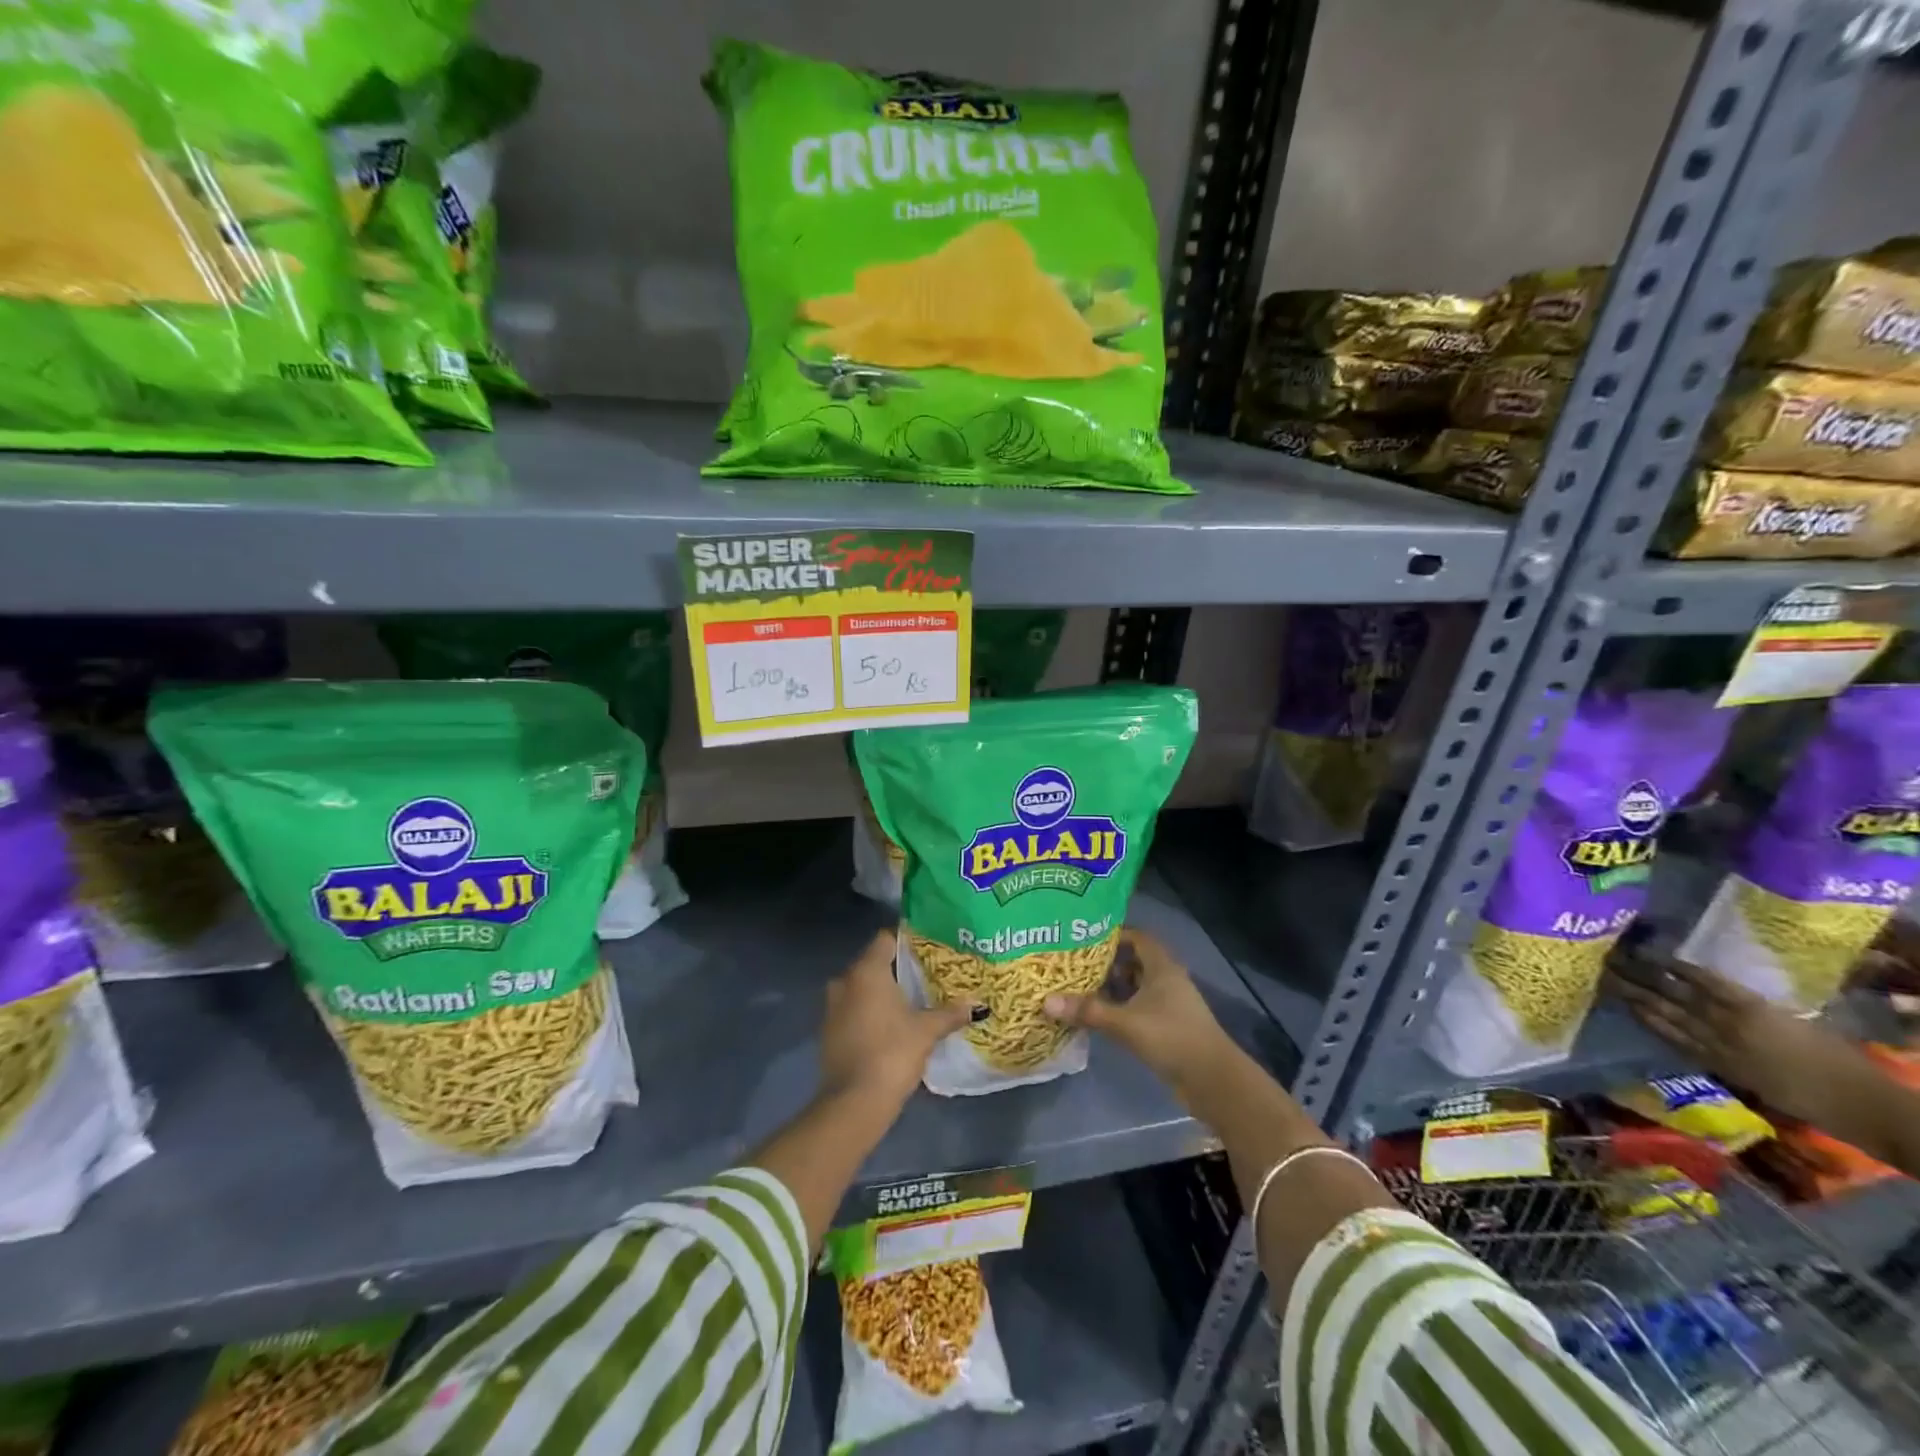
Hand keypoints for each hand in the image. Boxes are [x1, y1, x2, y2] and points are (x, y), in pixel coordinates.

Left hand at [819, 929, 972, 1111]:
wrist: (853, 1102)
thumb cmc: (892, 1053)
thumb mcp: (927, 1031)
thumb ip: (950, 1013)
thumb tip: (976, 1004)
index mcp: (867, 971)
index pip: (886, 939)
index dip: (907, 940)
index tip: (928, 949)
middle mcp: (845, 981)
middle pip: (873, 963)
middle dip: (898, 969)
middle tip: (926, 976)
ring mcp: (832, 1007)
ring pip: (862, 988)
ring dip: (882, 993)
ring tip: (912, 1001)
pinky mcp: (829, 1031)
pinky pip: (853, 1009)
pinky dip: (870, 1012)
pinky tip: (892, 1025)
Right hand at [1044, 927, 1232, 1096]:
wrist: (1213, 1080)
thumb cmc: (1172, 1038)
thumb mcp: (1126, 1023)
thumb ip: (1088, 1011)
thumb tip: (1046, 1001)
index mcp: (1162, 966)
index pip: (1137, 937)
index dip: (1113, 935)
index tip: (1084, 940)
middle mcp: (1167, 979)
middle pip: (1134, 961)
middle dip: (1107, 963)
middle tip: (1075, 966)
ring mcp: (1169, 1004)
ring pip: (1136, 986)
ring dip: (1113, 988)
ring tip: (1081, 989)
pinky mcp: (1168, 1026)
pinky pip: (1139, 1007)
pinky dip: (1121, 1008)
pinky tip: (1100, 1017)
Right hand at [1605, 940, 1872, 1128]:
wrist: (1859, 1104)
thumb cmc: (1809, 1102)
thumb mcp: (1755, 1086)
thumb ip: (1719, 1060)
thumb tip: (1690, 1041)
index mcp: (1709, 1058)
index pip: (1660, 1027)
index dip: (1633, 1008)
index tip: (1604, 990)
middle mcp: (1710, 1038)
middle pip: (1661, 1008)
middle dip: (1629, 988)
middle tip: (1598, 969)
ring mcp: (1730, 1022)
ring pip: (1678, 995)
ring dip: (1648, 976)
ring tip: (1620, 960)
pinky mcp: (1753, 1009)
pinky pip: (1712, 986)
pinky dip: (1687, 972)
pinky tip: (1665, 960)